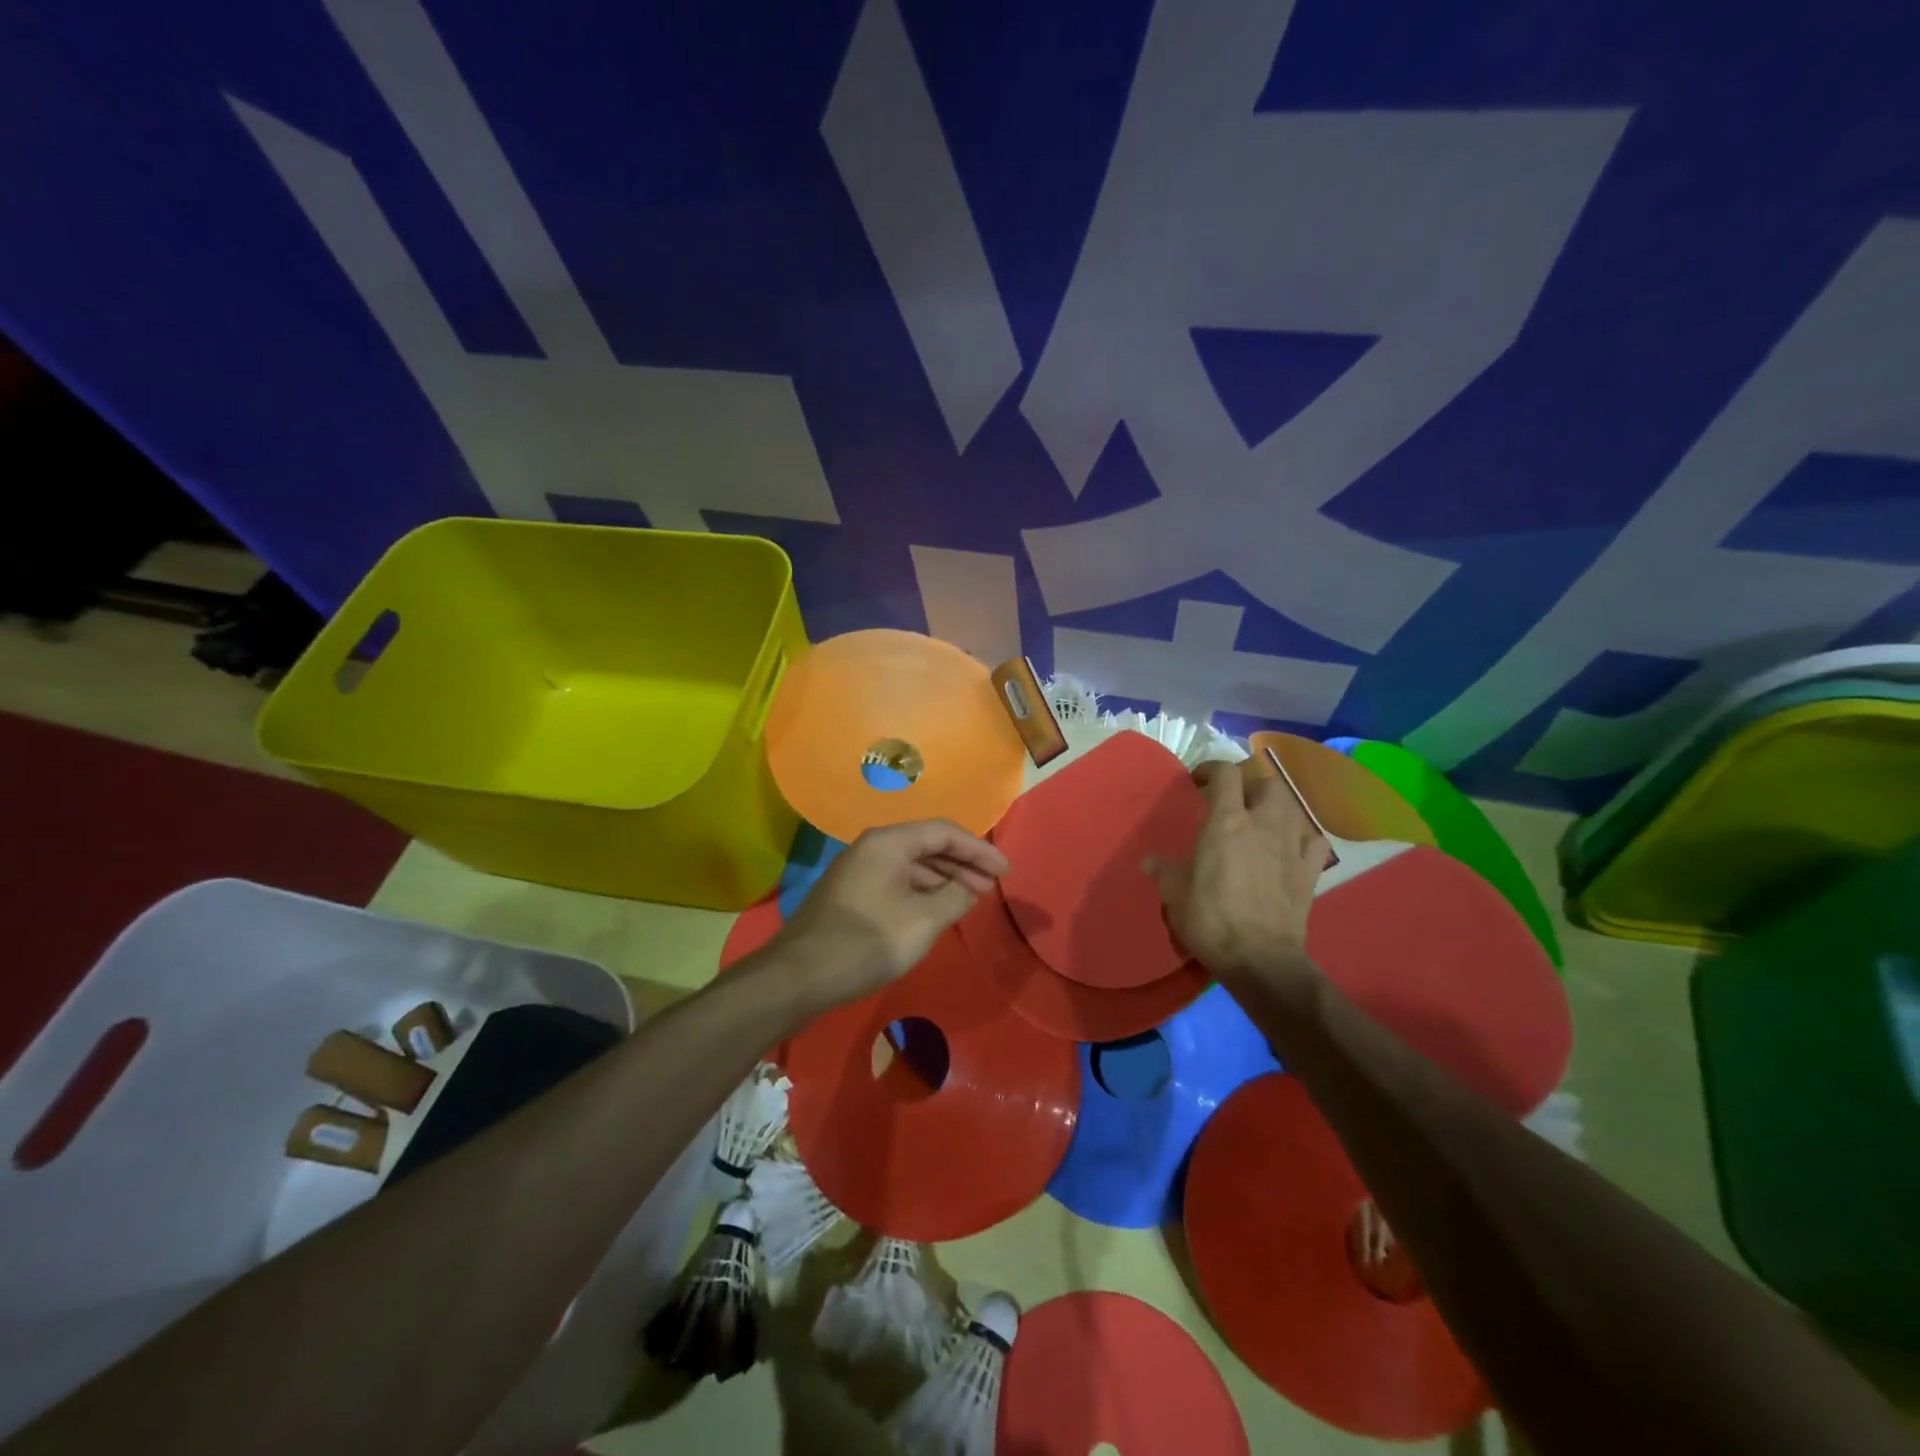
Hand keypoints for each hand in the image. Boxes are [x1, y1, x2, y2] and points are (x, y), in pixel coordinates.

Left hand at [775, 819, 1009, 1007]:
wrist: (800, 975)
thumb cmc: (867, 942)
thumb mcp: (923, 920)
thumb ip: (955, 897)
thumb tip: (970, 886)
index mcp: (889, 842)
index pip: (944, 832)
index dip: (979, 849)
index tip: (1005, 871)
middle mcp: (872, 847)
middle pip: (928, 845)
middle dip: (963, 864)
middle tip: (992, 886)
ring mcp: (858, 870)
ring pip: (912, 865)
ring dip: (944, 879)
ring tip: (970, 900)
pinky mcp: (852, 894)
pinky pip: (897, 882)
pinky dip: (922, 892)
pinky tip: (937, 911)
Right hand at [1145, 758, 1330, 988]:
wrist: (1260, 959)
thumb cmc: (1211, 921)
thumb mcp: (1175, 896)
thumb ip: (1165, 872)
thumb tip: (1151, 862)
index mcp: (1225, 823)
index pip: (1226, 774)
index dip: (1212, 769)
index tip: (1198, 781)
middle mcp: (1262, 824)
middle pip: (1268, 783)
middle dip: (1251, 784)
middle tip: (1233, 800)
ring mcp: (1291, 846)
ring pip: (1293, 806)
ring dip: (1276, 806)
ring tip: (1261, 820)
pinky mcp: (1310, 871)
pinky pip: (1314, 841)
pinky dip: (1303, 837)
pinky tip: (1291, 847)